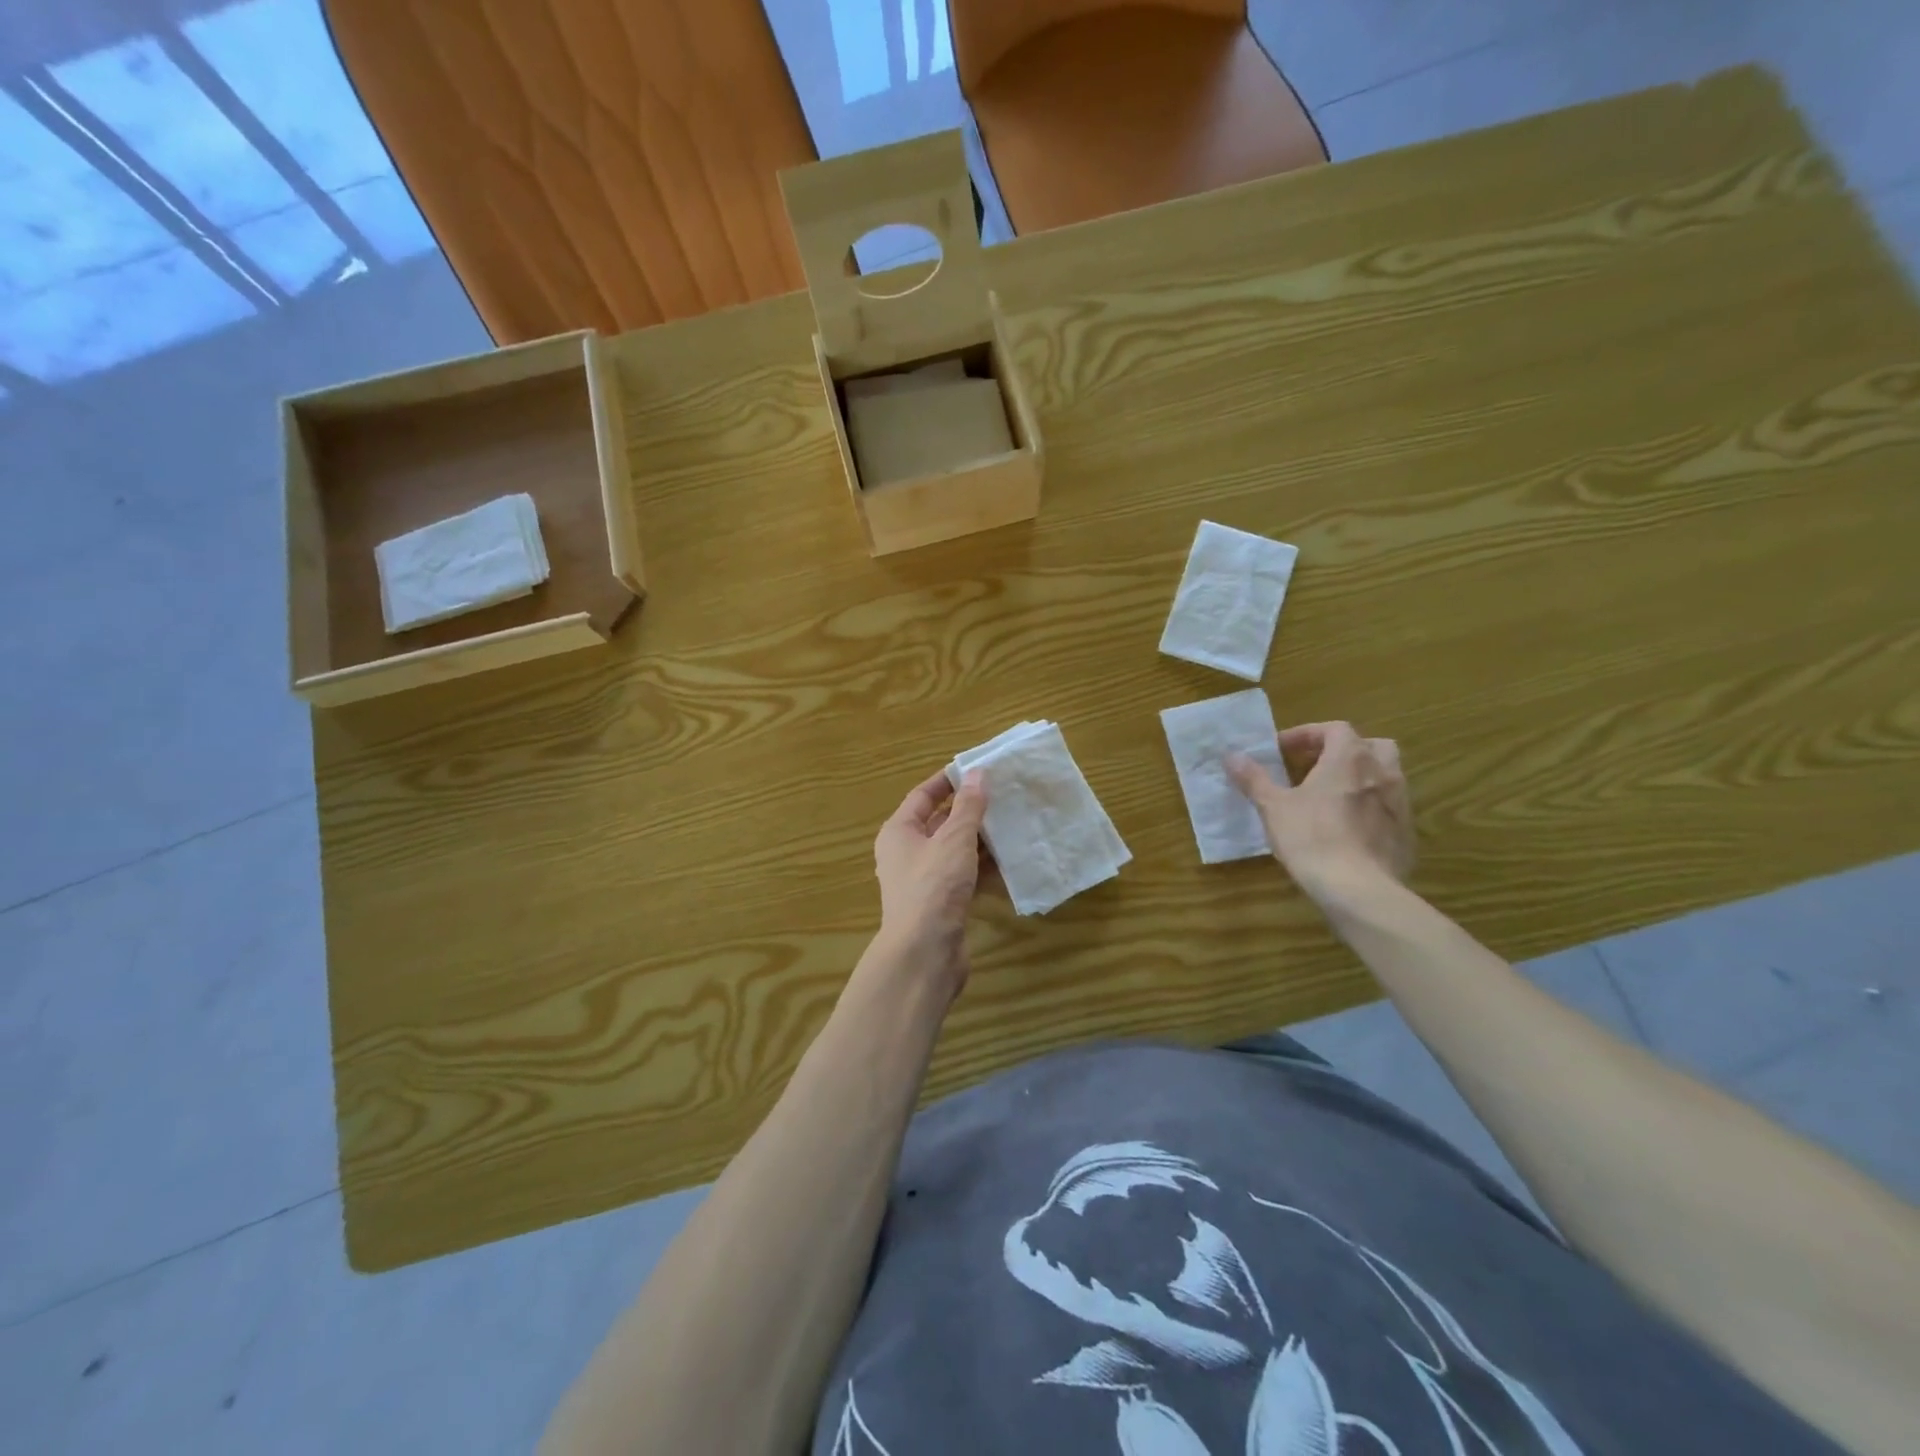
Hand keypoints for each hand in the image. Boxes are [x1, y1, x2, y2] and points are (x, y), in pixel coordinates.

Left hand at [872, 769, 988, 986]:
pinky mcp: (941, 903)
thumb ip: (968, 806)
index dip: (947, 781)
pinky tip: (1009, 860)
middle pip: (939, 823)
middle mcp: (907, 853)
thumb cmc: (933, 886)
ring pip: (954, 850)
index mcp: (899, 832)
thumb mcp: (954, 839)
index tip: (976, 770)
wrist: (924, 953)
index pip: (922, 796)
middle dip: (969, 811)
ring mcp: (924, 880)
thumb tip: (977, 773)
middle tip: (1003, 796)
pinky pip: (964, 876)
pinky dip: (982, 867)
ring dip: (980, 839)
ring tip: (1012, 823)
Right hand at [1227, 722, 1414, 909]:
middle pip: (1371, 745)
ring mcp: (1399, 802)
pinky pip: (1390, 806)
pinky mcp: (1406, 832)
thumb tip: (1231, 756)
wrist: (1358, 889)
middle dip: (1344, 750)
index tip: (1282, 750)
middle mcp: (1382, 772)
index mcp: (1349, 758)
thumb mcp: (1273, 807)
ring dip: (1361, 776)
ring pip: (1386, 775)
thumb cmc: (1311, 838)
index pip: (1334, 729)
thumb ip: (1254, 778)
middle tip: (1316, 766)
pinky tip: (1349, 827)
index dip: (1307, 734)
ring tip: (1333, 795)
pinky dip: (1371, 806)